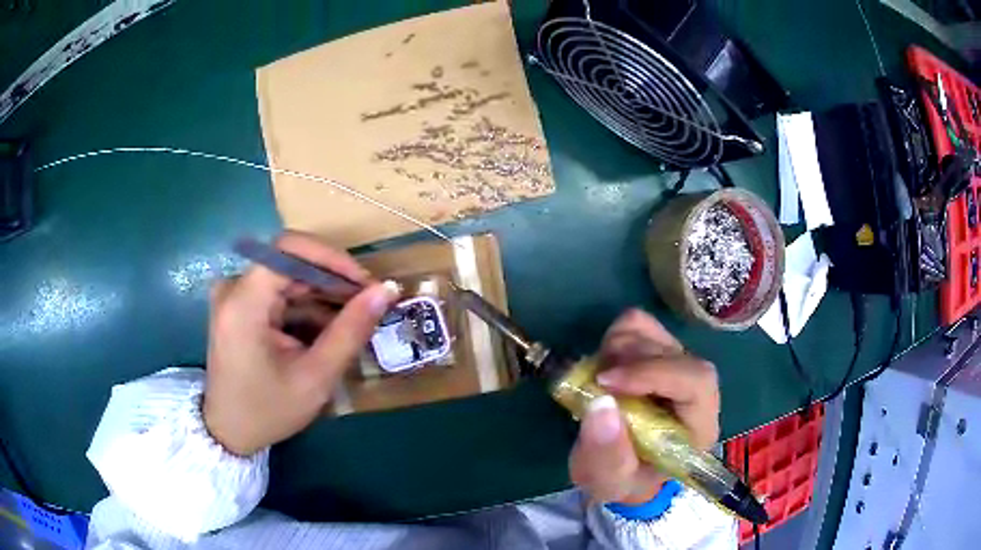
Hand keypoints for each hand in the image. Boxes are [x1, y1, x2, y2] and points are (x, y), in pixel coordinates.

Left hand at [202, 232, 399, 455]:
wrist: (229, 432)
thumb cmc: (268, 410)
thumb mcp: (316, 377)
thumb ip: (351, 330)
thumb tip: (387, 289)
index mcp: (243, 302)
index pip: (289, 249)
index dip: (332, 258)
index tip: (365, 284)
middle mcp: (234, 288)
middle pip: (291, 263)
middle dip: (333, 281)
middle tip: (369, 305)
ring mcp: (235, 296)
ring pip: (288, 278)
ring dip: (323, 296)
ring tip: (355, 321)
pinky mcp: (239, 306)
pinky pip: (279, 294)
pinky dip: (307, 307)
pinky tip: (329, 330)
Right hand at [569, 309, 719, 504]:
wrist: (620, 467)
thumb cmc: (621, 478)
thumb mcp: (609, 481)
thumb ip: (607, 453)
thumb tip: (601, 403)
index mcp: (699, 425)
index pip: (697, 381)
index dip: (654, 373)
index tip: (606, 382)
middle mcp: (695, 388)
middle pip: (674, 352)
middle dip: (628, 363)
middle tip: (593, 384)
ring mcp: (676, 364)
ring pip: (652, 332)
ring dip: (616, 351)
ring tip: (596, 382)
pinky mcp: (656, 351)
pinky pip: (636, 324)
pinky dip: (613, 338)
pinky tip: (604, 367)